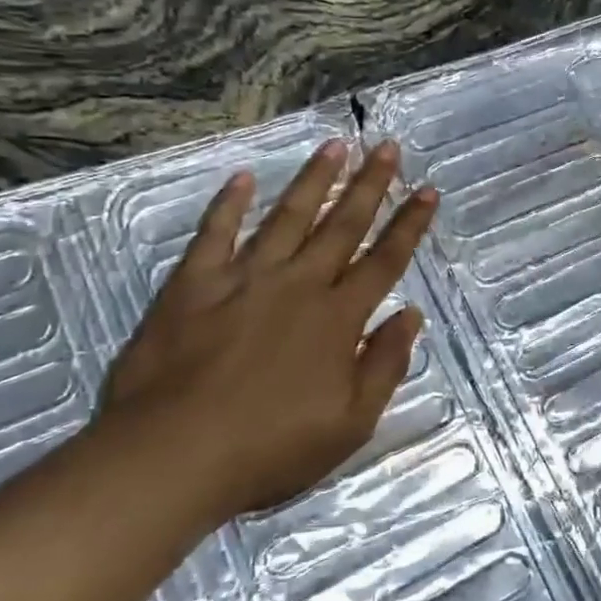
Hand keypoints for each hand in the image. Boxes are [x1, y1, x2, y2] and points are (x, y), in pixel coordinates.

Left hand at [97, 138, 438, 514]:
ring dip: (314, 179)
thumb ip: (385, 364)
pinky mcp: (194, 284)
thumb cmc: (269, 449)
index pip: (385, 261)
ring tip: (335, 145)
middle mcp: (298, 285)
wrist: (172, 456)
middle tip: (388, 146)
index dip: (409, 224)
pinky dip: (228, 204)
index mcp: (337, 318)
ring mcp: (244, 278)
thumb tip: (411, 315)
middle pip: (342, 225)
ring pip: (287, 217)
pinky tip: (242, 177)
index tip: (428, 190)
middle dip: (370, 184)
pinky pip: (215, 233)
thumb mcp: (350, 424)